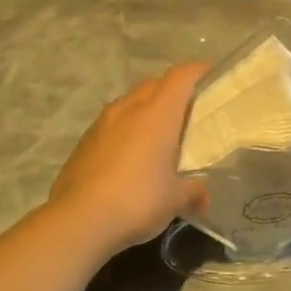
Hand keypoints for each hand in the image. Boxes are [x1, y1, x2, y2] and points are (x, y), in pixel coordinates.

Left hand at [48, 62, 209, 256]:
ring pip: (130, 102)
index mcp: (158, 114)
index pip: (180, 77)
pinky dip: (126, 128)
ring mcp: (102, 123)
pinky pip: (112, 123)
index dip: (197, 70)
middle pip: (154, 84)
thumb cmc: (138, 200)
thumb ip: (193, 191)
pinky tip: (130, 154)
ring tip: (158, 132)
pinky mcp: (84, 141)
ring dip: (146, 108)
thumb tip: (203, 197)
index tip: (211, 73)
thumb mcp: (175, 199)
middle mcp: (129, 108)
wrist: (79, 220)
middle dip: (172, 90)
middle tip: (188, 109)